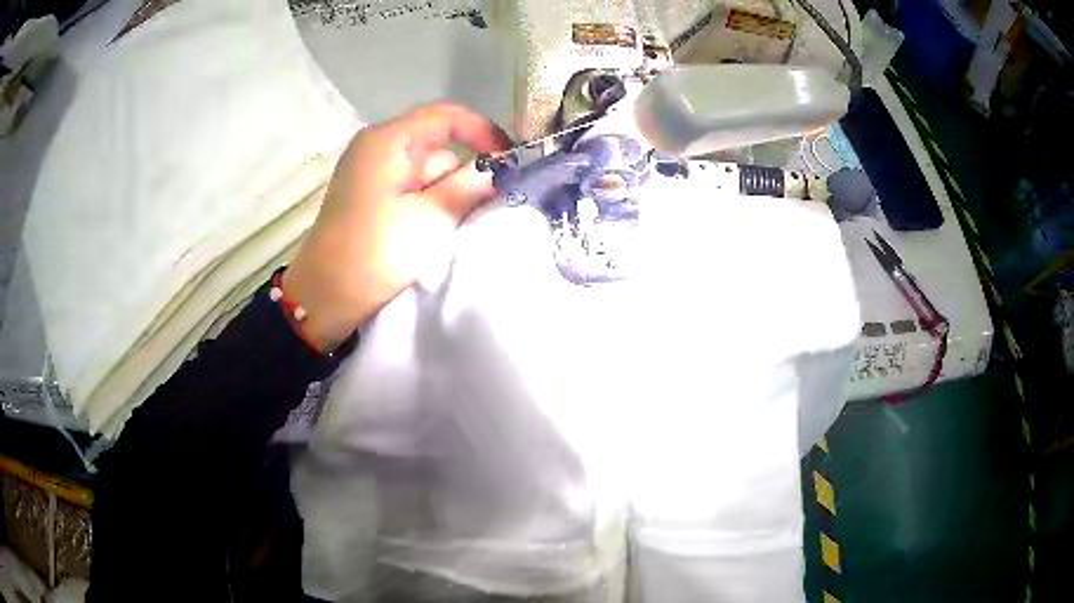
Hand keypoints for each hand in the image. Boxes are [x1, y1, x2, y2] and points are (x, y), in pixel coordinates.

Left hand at [282, 103, 509, 351]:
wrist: (323, 298)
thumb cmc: (374, 253)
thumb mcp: (430, 219)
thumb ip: (469, 186)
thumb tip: (499, 168)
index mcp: (388, 140)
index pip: (446, 117)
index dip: (482, 132)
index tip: (509, 161)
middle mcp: (378, 147)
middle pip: (438, 148)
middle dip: (460, 177)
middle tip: (476, 213)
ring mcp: (371, 172)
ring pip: (426, 174)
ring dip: (444, 198)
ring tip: (446, 232)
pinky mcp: (369, 196)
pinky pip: (410, 190)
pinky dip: (427, 206)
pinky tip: (428, 234)